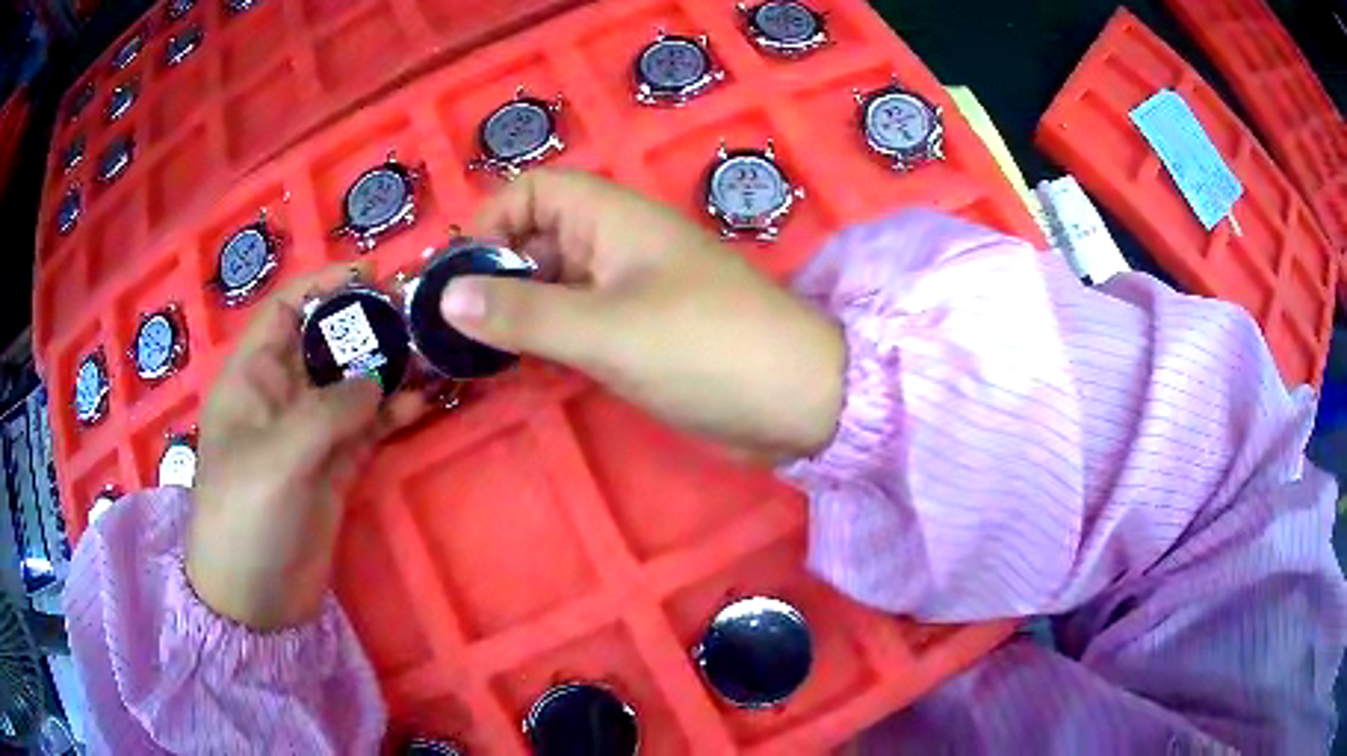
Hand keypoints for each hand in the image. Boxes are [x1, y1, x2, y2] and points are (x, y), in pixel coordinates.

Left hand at [187, 265, 428, 630]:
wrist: (255, 602)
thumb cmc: (245, 519)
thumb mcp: (277, 458)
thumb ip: (327, 412)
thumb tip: (378, 379)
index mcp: (251, 378)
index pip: (286, 310)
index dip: (324, 285)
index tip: (374, 274)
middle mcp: (281, 396)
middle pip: (327, 341)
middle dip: (368, 323)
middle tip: (419, 315)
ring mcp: (310, 433)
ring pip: (352, 382)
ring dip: (389, 366)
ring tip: (432, 354)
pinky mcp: (335, 467)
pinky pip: (367, 426)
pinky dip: (394, 412)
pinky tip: (424, 403)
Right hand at [442, 169, 844, 461]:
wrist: (798, 402)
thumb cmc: (706, 349)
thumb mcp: (606, 330)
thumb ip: (523, 313)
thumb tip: (447, 295)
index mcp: (613, 218)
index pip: (534, 191)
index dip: (490, 221)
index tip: (458, 277)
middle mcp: (617, 244)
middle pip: (537, 238)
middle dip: (493, 271)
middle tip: (452, 325)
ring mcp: (629, 291)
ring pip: (554, 284)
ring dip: (515, 309)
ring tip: (472, 351)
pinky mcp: (639, 333)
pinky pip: (577, 321)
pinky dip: (544, 337)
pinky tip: (519, 366)